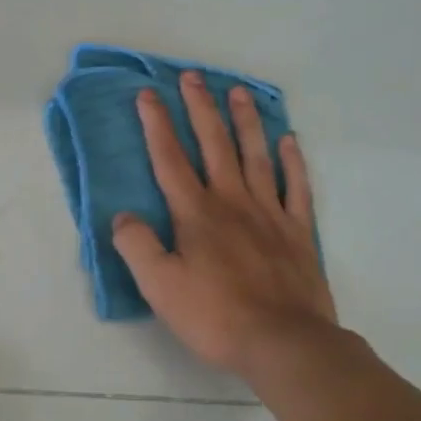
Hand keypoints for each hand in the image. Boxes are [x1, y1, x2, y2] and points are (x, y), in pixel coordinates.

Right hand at [112, 71, 341, 386]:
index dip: (156, 125)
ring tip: (237, 92)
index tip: (147, 94)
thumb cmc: (215, 315)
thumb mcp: (159, 286)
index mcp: (196, 213)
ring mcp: (269, 213)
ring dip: (244, 121)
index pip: (170, 159)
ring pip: (255, 155)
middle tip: (192, 77)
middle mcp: (232, 201)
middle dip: (200, 108)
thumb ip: (136, 246)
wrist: (284, 343)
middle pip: (214, 144)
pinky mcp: (298, 232)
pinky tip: (289, 140)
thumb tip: (123, 216)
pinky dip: (292, 161)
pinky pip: (296, 187)